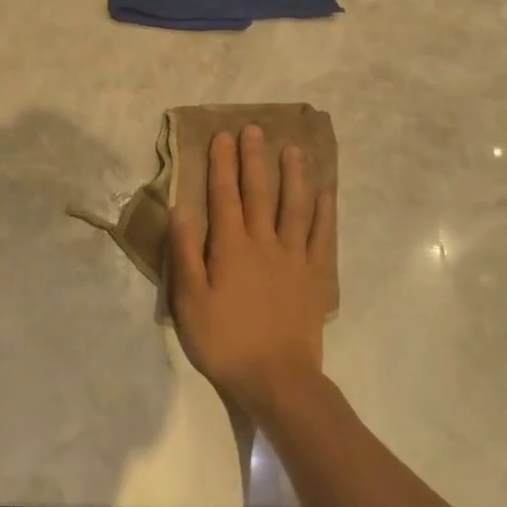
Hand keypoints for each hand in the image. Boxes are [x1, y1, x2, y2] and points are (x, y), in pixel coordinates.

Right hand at [168, 124, 335, 422]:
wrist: (276, 377)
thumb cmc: (225, 340)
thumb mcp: (190, 300)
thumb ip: (185, 252)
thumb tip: (181, 208)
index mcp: (231, 247)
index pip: (224, 196)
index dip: (222, 164)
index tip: (222, 137)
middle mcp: (264, 242)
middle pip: (260, 192)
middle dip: (255, 159)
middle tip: (254, 130)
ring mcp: (295, 257)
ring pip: (296, 206)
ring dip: (294, 175)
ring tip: (293, 149)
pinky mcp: (316, 275)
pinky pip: (322, 236)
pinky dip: (324, 212)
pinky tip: (325, 193)